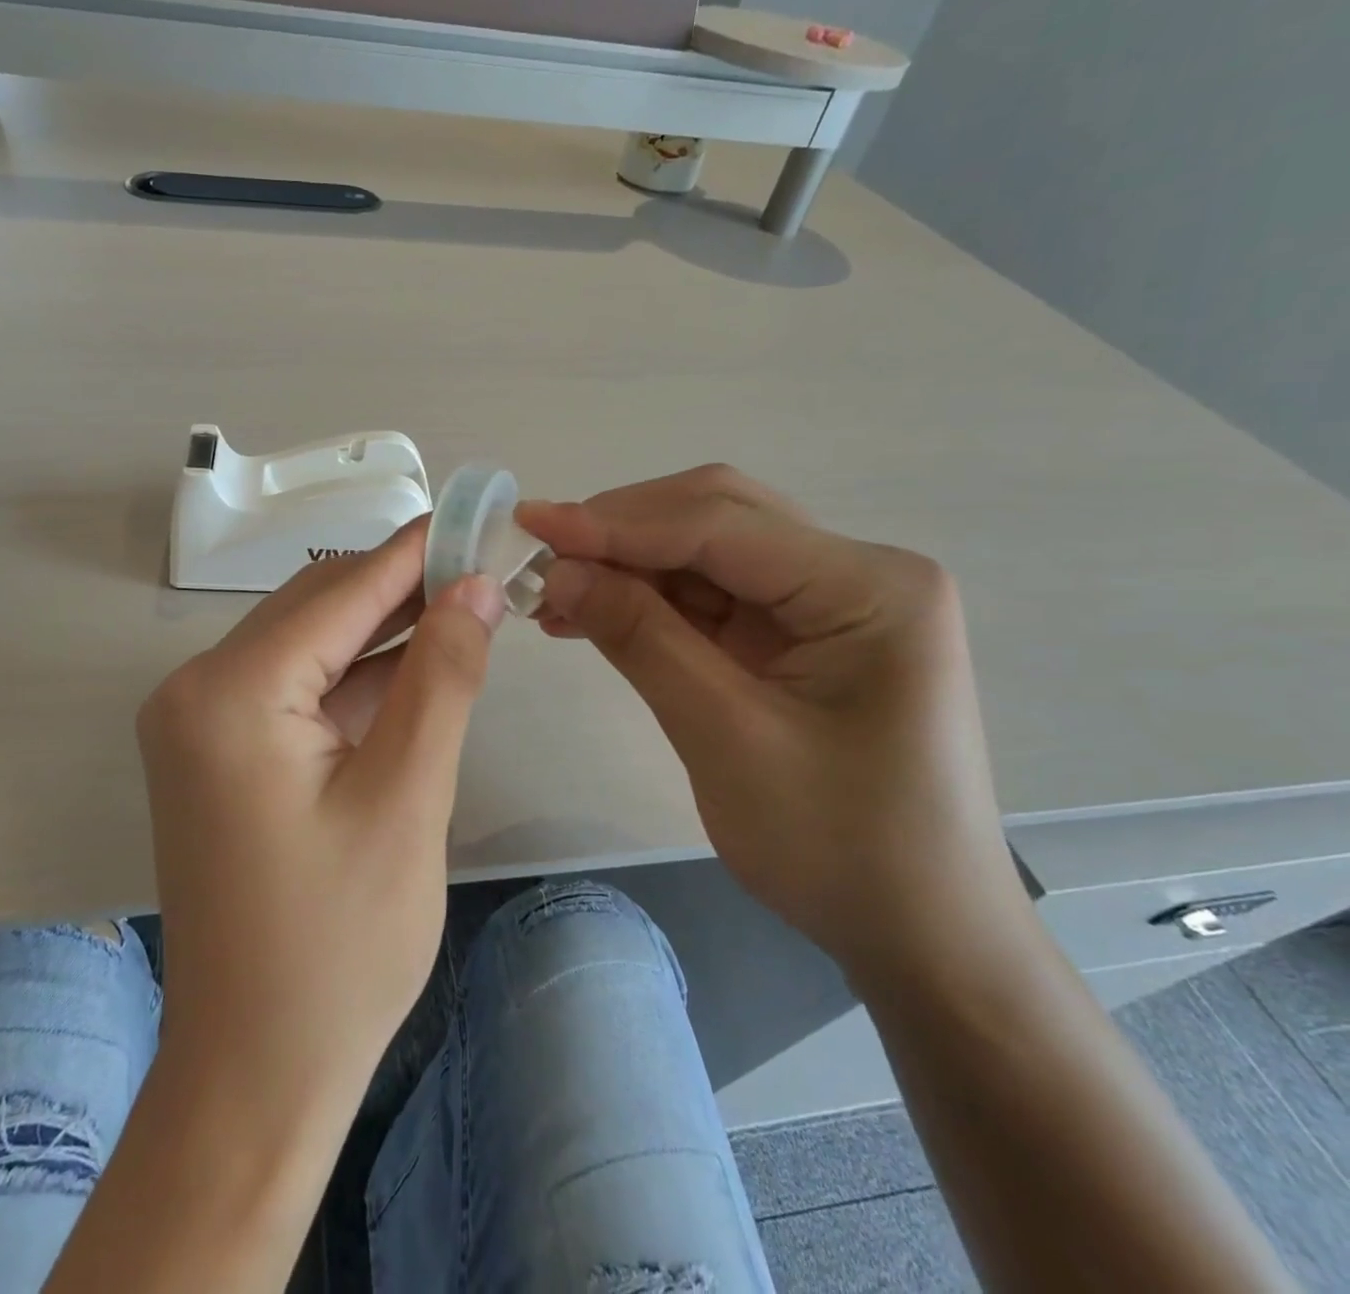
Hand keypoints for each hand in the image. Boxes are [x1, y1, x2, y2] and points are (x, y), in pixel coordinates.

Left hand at [136, 521, 504, 1118]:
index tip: (475, 518)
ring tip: (463, 612)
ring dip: (382, 634)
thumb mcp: (408, 798)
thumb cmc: (338, 947)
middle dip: (401, 590)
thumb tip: (477, 587)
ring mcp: (200, 725)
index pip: (340, 592)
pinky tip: (415, 671)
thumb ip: (442, 677)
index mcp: (230, 694)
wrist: (256, 1072)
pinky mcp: (217, 756)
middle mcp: (196, 692)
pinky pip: (295, 691)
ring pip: (307, 647)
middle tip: (483, 573)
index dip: (416, 553)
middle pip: (316, 609)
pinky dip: (354, 680)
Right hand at [516, 467, 1022, 977]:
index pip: (722, 524)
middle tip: (539, 555)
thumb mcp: (725, 736)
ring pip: (704, 552)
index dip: (617, 523)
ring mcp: (826, 601)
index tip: (533, 525)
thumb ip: (640, 639)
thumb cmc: (838, 845)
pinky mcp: (797, 633)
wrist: (916, 931)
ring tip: (550, 591)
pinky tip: (590, 614)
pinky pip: (708, 596)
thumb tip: (558, 571)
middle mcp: (854, 572)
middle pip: (716, 518)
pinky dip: (646, 601)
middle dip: (621, 532)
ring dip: (625, 566)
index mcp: (868, 587)